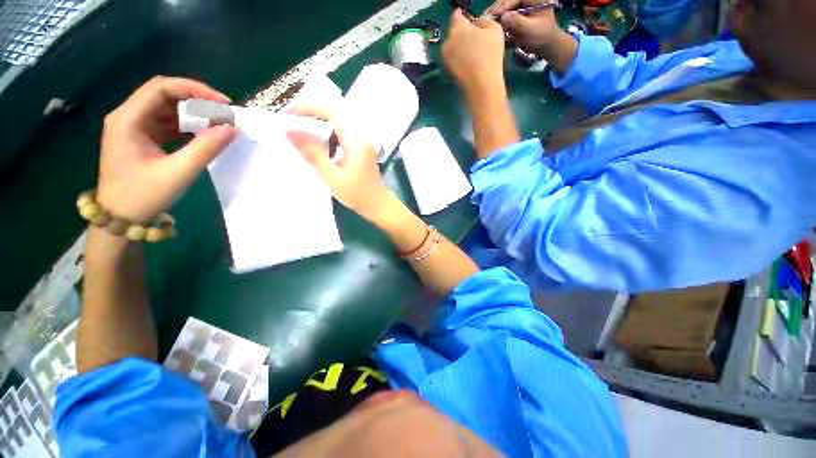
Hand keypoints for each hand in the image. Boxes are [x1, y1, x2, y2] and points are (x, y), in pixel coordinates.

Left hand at [97, 76, 236, 222]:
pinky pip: (166, 123)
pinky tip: (202, 135)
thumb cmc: (143, 196)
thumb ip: (205, 148)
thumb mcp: (178, 172)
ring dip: (193, 114)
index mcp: (128, 119)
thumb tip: (231, 128)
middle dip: (196, 101)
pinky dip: (187, 126)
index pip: (161, 88)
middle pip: (164, 95)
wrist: (120, 219)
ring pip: (166, 109)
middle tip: (224, 116)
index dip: (195, 90)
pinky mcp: (140, 138)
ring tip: (217, 125)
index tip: (224, 104)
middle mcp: (127, 117)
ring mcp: (133, 127)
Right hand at [286, 103, 393, 221]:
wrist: (379, 205)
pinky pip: (344, 131)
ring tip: (302, 128)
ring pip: (340, 121)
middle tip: (292, 118)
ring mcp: (364, 141)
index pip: (332, 111)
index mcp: (356, 142)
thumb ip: (313, 153)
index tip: (288, 113)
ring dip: (321, 121)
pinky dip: (329, 132)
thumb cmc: (358, 195)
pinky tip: (322, 144)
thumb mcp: (332, 177)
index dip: (309, 107)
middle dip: (312, 111)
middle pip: (336, 111)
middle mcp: (362, 136)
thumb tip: (290, 131)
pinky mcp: (362, 147)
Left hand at [442, 9, 505, 94]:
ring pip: (453, 47)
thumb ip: (485, 21)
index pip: (456, 15)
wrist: (480, 84)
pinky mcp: (448, 72)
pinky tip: (470, 63)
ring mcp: (446, 59)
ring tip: (473, 51)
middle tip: (474, 36)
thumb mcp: (494, 29)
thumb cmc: (489, 54)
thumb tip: (478, 23)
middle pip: (453, 32)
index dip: (463, 15)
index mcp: (457, 28)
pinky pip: (454, 60)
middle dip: (462, 32)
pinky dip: (460, 59)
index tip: (469, 18)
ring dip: (460, 47)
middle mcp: (447, 42)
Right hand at [486, 0, 561, 55]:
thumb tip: (503, 17)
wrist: (547, 46)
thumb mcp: (530, 29)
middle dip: (496, 10)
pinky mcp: (517, 15)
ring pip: (504, 8)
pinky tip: (490, 25)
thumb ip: (517, 21)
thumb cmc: (541, 37)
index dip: (502, 6)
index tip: (491, 16)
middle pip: (507, 1)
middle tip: (484, 18)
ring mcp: (521, 7)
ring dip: (495, 14)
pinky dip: (497, 19)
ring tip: (484, 22)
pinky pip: (505, 15)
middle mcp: (525, 0)